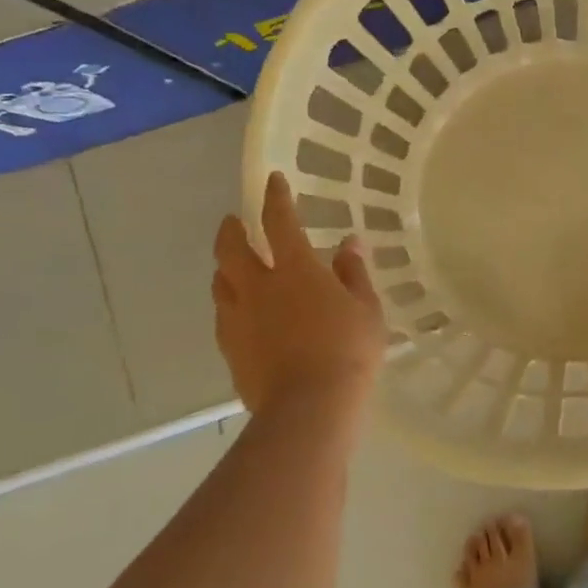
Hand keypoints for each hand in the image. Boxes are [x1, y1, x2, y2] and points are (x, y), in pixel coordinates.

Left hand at [213, 172, 384, 416]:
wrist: (309, 406)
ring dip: (226, 267)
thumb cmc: (348, 350)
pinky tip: (241, 312)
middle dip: (233, 229)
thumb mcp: (366, 308)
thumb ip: (354, 273)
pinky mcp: (231, 349)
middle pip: (232, 248)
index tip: (272, 180)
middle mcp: (259, 287)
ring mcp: (239, 319)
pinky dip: (231, 303)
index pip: (280, 222)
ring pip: (221, 282)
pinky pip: (224, 316)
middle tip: (235, 221)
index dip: (275, 198)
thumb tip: (349, 243)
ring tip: (234, 266)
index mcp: (296, 270)